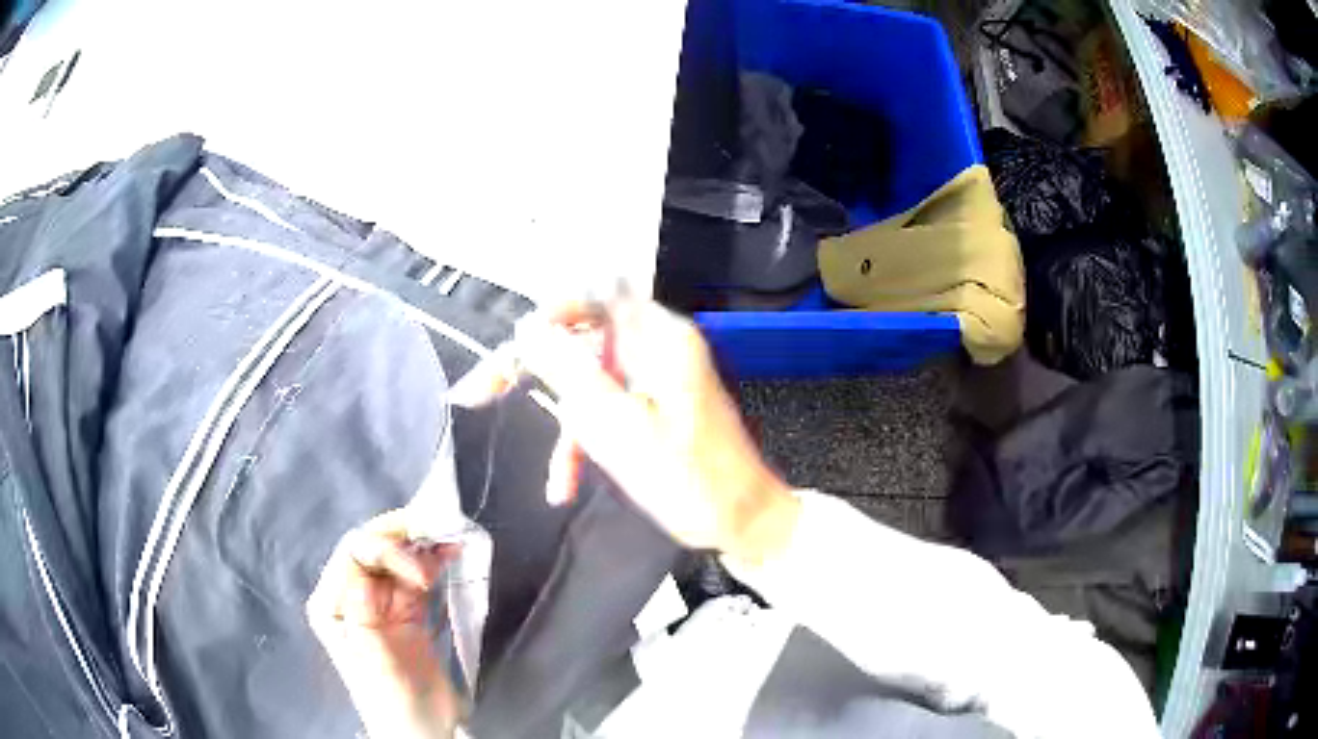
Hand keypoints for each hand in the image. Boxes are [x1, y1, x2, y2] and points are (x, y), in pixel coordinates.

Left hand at [307, 510, 462, 738]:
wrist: (422, 729)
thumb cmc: (390, 698)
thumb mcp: (373, 658)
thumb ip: (363, 613)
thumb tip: (367, 571)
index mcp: (332, 603)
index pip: (352, 555)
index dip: (385, 550)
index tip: (422, 573)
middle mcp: (352, 594)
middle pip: (374, 548)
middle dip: (405, 541)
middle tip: (439, 542)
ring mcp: (381, 600)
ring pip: (398, 557)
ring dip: (423, 546)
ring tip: (450, 543)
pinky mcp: (407, 609)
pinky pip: (419, 575)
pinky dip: (434, 561)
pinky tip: (451, 553)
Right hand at [519, 299, 800, 565]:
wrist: (742, 521)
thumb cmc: (687, 478)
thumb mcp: (617, 427)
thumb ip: (568, 372)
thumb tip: (527, 327)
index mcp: (658, 337)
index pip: (593, 298)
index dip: (547, 316)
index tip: (512, 348)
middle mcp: (657, 348)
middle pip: (582, 344)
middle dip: (537, 377)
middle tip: (481, 394)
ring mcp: (656, 380)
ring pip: (590, 385)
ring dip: (567, 431)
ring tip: (556, 481)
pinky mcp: (655, 409)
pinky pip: (609, 411)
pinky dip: (587, 444)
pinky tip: (566, 486)